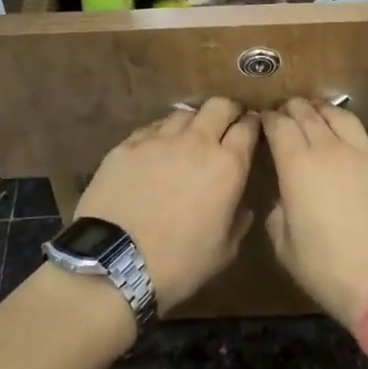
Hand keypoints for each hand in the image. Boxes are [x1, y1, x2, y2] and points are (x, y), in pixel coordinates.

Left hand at [75, 99, 259, 311]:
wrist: (114, 263)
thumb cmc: (179, 263)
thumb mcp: (224, 252)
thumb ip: (239, 221)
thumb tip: (243, 207)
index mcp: (227, 166)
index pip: (248, 126)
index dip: (253, 123)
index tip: (252, 128)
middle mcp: (196, 142)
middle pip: (219, 105)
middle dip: (227, 110)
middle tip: (225, 124)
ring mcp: (159, 139)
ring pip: (183, 113)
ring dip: (192, 122)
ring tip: (187, 138)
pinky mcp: (127, 145)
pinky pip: (152, 128)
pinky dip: (161, 134)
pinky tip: (156, 151)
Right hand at [263, 99, 367, 337]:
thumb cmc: (329, 270)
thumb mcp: (286, 249)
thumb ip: (278, 214)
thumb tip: (285, 200)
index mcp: (297, 166)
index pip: (280, 127)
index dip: (270, 119)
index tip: (265, 119)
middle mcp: (331, 149)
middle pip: (310, 115)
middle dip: (295, 108)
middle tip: (289, 109)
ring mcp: (367, 154)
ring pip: (344, 118)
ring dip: (327, 112)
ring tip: (321, 113)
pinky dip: (361, 137)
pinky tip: (361, 145)